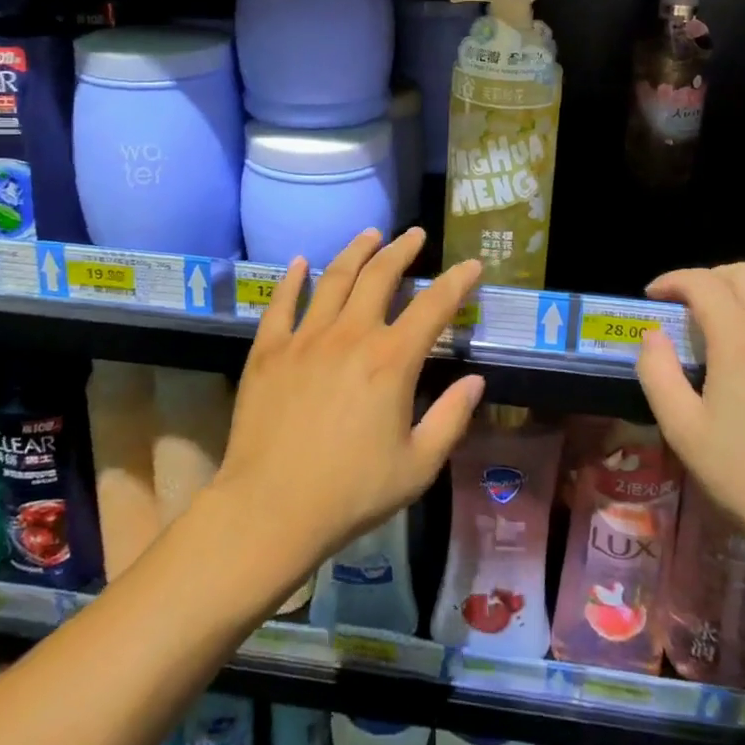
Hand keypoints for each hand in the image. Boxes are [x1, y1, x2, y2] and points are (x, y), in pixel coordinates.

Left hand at [212, 228, 484, 583]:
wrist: (270, 509)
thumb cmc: (351, 493)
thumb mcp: (417, 466)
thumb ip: (451, 419)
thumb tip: (475, 381)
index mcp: (391, 361)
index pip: (433, 307)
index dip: (456, 281)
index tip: (471, 264)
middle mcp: (350, 335)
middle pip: (379, 276)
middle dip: (402, 250)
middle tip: (415, 235)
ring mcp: (305, 338)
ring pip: (333, 278)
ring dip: (355, 251)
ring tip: (370, 234)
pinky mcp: (269, 350)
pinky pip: (281, 303)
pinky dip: (292, 279)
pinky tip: (299, 263)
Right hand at [635, 263, 744, 573]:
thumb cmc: (742, 476)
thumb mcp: (680, 429)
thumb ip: (657, 372)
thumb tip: (653, 334)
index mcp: (738, 345)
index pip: (703, 284)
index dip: (674, 280)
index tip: (657, 296)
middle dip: (711, 278)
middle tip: (693, 304)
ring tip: (742, 304)